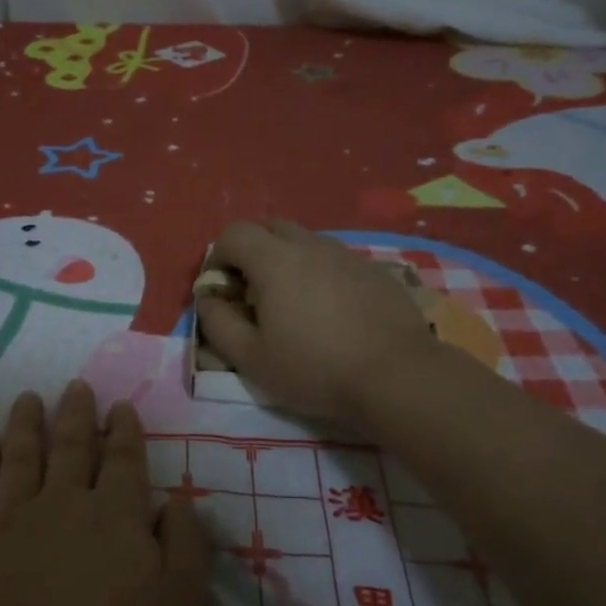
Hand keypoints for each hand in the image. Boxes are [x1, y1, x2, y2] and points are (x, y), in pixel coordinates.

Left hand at [0, 382, 208, 605]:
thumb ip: (186, 547)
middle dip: (77, 413)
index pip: (124, 460)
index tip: (120, 407)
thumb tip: (181, 500)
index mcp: (116, 515)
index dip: (124, 431)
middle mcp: (65, 501)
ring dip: (27, 422)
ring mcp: (14, 515)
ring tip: (29, 398)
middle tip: (76, 386)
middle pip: (72, 446)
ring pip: (23, 454)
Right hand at [196, 220, 436, 427]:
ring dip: (288, 262)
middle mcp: (311, 246)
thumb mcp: (251, 358)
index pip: (234, 233)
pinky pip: (336, 261)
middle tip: (253, 293)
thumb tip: (208, 299)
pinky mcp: (375, 272)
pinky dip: (321, 275)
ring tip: (293, 305)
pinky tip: (331, 313)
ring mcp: (348, 256)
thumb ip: (218, 323)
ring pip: (306, 242)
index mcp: (275, 261)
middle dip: (252, 252)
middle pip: (271, 228)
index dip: (218, 256)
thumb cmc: (314, 369)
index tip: (221, 290)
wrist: (397, 376)